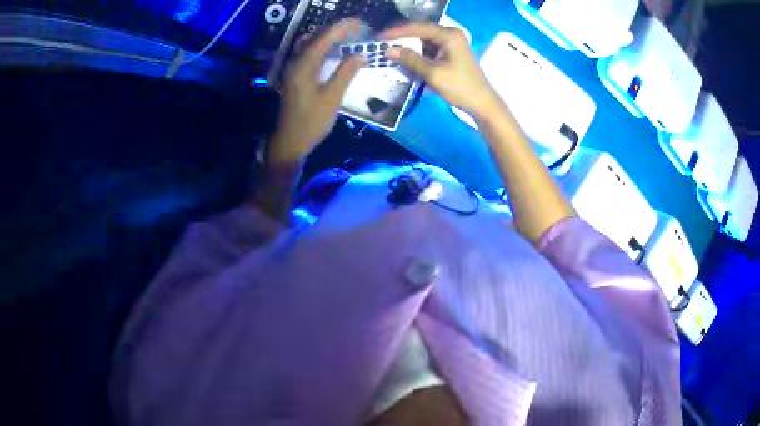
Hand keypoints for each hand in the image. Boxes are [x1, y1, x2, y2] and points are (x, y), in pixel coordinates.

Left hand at [269, 19, 365, 165]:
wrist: (289, 142)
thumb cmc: (311, 122)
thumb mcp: (332, 98)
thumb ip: (345, 73)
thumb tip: (361, 54)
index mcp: (303, 65)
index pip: (324, 38)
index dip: (342, 28)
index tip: (360, 23)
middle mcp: (296, 63)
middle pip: (316, 38)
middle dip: (337, 30)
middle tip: (358, 30)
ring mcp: (294, 70)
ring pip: (312, 45)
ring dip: (330, 38)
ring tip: (349, 38)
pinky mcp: (296, 77)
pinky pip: (310, 55)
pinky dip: (324, 49)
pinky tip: (335, 53)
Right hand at [380, 23, 502, 120]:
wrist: (482, 104)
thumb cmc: (460, 87)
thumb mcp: (433, 73)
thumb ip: (410, 59)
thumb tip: (387, 50)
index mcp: (449, 35)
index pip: (418, 28)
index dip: (397, 32)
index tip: (379, 36)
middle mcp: (450, 34)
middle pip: (420, 32)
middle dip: (401, 38)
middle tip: (381, 42)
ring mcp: (450, 43)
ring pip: (423, 41)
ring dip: (408, 46)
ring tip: (388, 50)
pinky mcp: (449, 53)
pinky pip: (428, 49)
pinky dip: (416, 54)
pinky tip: (404, 58)